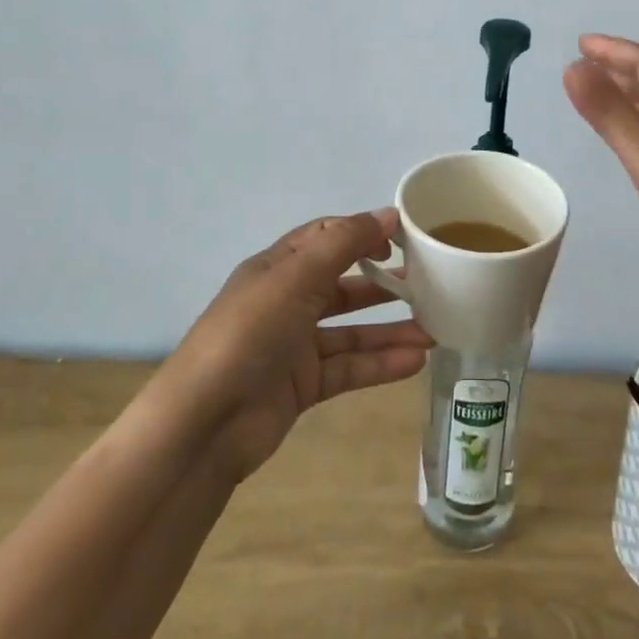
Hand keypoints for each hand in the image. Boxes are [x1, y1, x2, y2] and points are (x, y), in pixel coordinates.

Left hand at [161, 211, 432, 483]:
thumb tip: (388, 214)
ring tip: (434, 330)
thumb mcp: (296, 277)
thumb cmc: (249, 333)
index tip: (404, 239)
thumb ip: (344, 244)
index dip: (362, 234)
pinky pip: (349, 368)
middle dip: (383, 283)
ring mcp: (294, 346)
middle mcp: (286, 302)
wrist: (204, 424)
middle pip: (343, 284)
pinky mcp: (302, 386)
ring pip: (351, 331)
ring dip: (390, 329)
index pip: (325, 238)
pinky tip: (416, 361)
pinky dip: (380, 364)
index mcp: (277, 268)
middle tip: (429, 283)